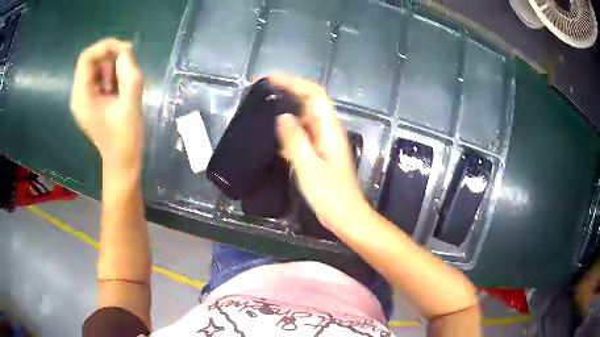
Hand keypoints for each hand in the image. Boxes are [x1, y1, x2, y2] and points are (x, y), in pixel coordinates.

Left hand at [70, 38, 143, 176]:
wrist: (122, 162)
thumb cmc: (125, 138)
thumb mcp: (131, 102)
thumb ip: (128, 73)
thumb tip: (125, 50)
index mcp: (82, 97)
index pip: (86, 58)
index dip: (105, 46)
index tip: (126, 49)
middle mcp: (79, 95)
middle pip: (91, 61)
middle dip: (111, 56)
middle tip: (129, 64)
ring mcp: (84, 99)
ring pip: (96, 68)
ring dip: (112, 66)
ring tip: (125, 81)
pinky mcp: (91, 101)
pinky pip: (100, 78)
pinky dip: (112, 75)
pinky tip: (120, 88)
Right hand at [271, 74, 369, 229]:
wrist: (346, 216)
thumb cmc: (330, 195)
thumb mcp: (309, 167)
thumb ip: (295, 140)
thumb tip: (282, 116)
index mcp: (329, 129)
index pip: (313, 94)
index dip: (293, 82)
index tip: (269, 79)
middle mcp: (328, 130)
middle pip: (310, 100)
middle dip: (288, 89)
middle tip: (261, 89)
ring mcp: (324, 141)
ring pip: (305, 116)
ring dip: (286, 106)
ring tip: (264, 105)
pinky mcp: (319, 153)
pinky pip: (302, 133)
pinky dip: (287, 128)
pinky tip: (272, 134)